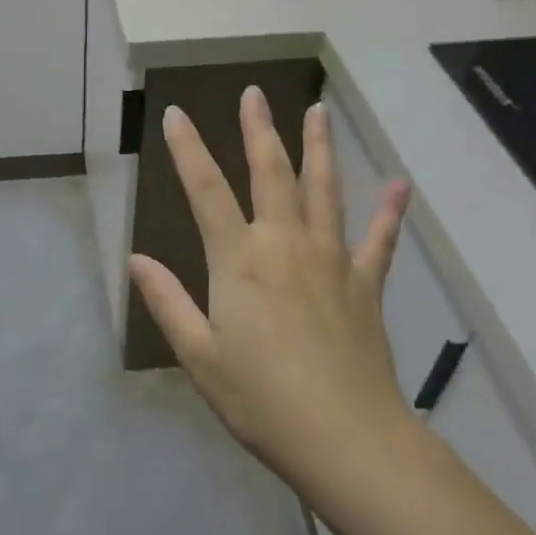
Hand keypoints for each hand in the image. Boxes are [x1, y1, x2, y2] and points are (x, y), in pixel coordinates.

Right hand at [128, 88, 416, 496]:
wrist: (348, 441)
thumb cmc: (262, 400)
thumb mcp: (199, 355)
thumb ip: (168, 301)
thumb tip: (136, 259)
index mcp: (238, 260)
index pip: (205, 190)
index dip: (188, 150)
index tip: (176, 114)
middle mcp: (284, 245)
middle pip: (270, 174)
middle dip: (258, 130)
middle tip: (254, 93)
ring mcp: (330, 261)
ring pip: (324, 190)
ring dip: (319, 148)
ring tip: (318, 111)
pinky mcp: (364, 285)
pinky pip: (378, 240)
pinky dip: (389, 212)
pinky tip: (400, 184)